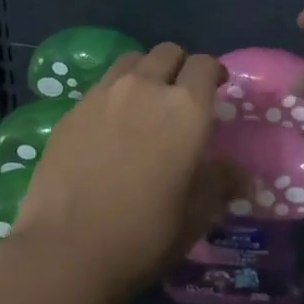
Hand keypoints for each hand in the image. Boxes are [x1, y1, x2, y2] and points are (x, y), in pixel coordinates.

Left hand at [9, 43, 240, 298]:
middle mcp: (145, 88)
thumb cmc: (144, 235)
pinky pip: (101, 86)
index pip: (205, 64)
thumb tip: (238, 174)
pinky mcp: (72, 110)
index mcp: (185, 108)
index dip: (214, 72)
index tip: (217, 88)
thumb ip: (218, 184)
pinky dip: (113, 95)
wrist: (66, 250)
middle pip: (167, 52)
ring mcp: (103, 94)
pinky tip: (109, 127)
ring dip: (144, 73)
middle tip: (180, 95)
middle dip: (179, 66)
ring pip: (131, 61)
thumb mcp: (195, 216)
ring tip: (143, 102)